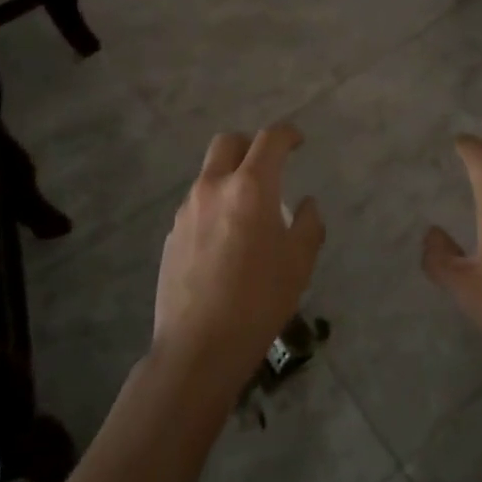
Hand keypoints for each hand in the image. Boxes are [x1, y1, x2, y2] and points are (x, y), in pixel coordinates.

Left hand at [152, 124, 323, 393]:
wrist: (198, 348)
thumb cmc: (259, 301)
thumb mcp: (299, 263)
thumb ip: (309, 224)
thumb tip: (306, 204)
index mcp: (250, 187)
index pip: (269, 139)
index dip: (287, 134)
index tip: (298, 142)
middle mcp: (214, 187)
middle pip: (228, 142)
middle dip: (250, 145)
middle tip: (268, 165)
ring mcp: (187, 210)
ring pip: (210, 174)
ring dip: (230, 178)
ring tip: (249, 212)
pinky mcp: (172, 234)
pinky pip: (197, 204)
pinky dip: (215, 206)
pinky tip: (226, 241)